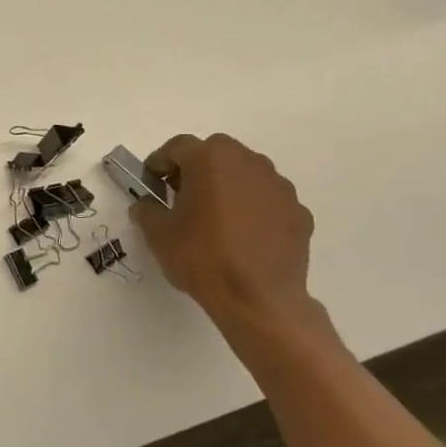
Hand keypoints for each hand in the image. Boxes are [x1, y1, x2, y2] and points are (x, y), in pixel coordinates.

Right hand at [129, 134, 319, 333]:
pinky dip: (253, 208)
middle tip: (181, 196)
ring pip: (245, 173)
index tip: (151, 184)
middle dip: (195, 169)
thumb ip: (147, 210)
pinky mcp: (298, 210)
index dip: (159, 163)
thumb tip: (147, 205)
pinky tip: (243, 236)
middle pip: (215, 153)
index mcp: (210, 159)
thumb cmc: (202, 258)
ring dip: (227, 186)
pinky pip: (267, 199)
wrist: (258, 299)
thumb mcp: (158, 234)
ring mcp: (278, 185)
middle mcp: (248, 162)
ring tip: (215, 218)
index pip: (177, 147)